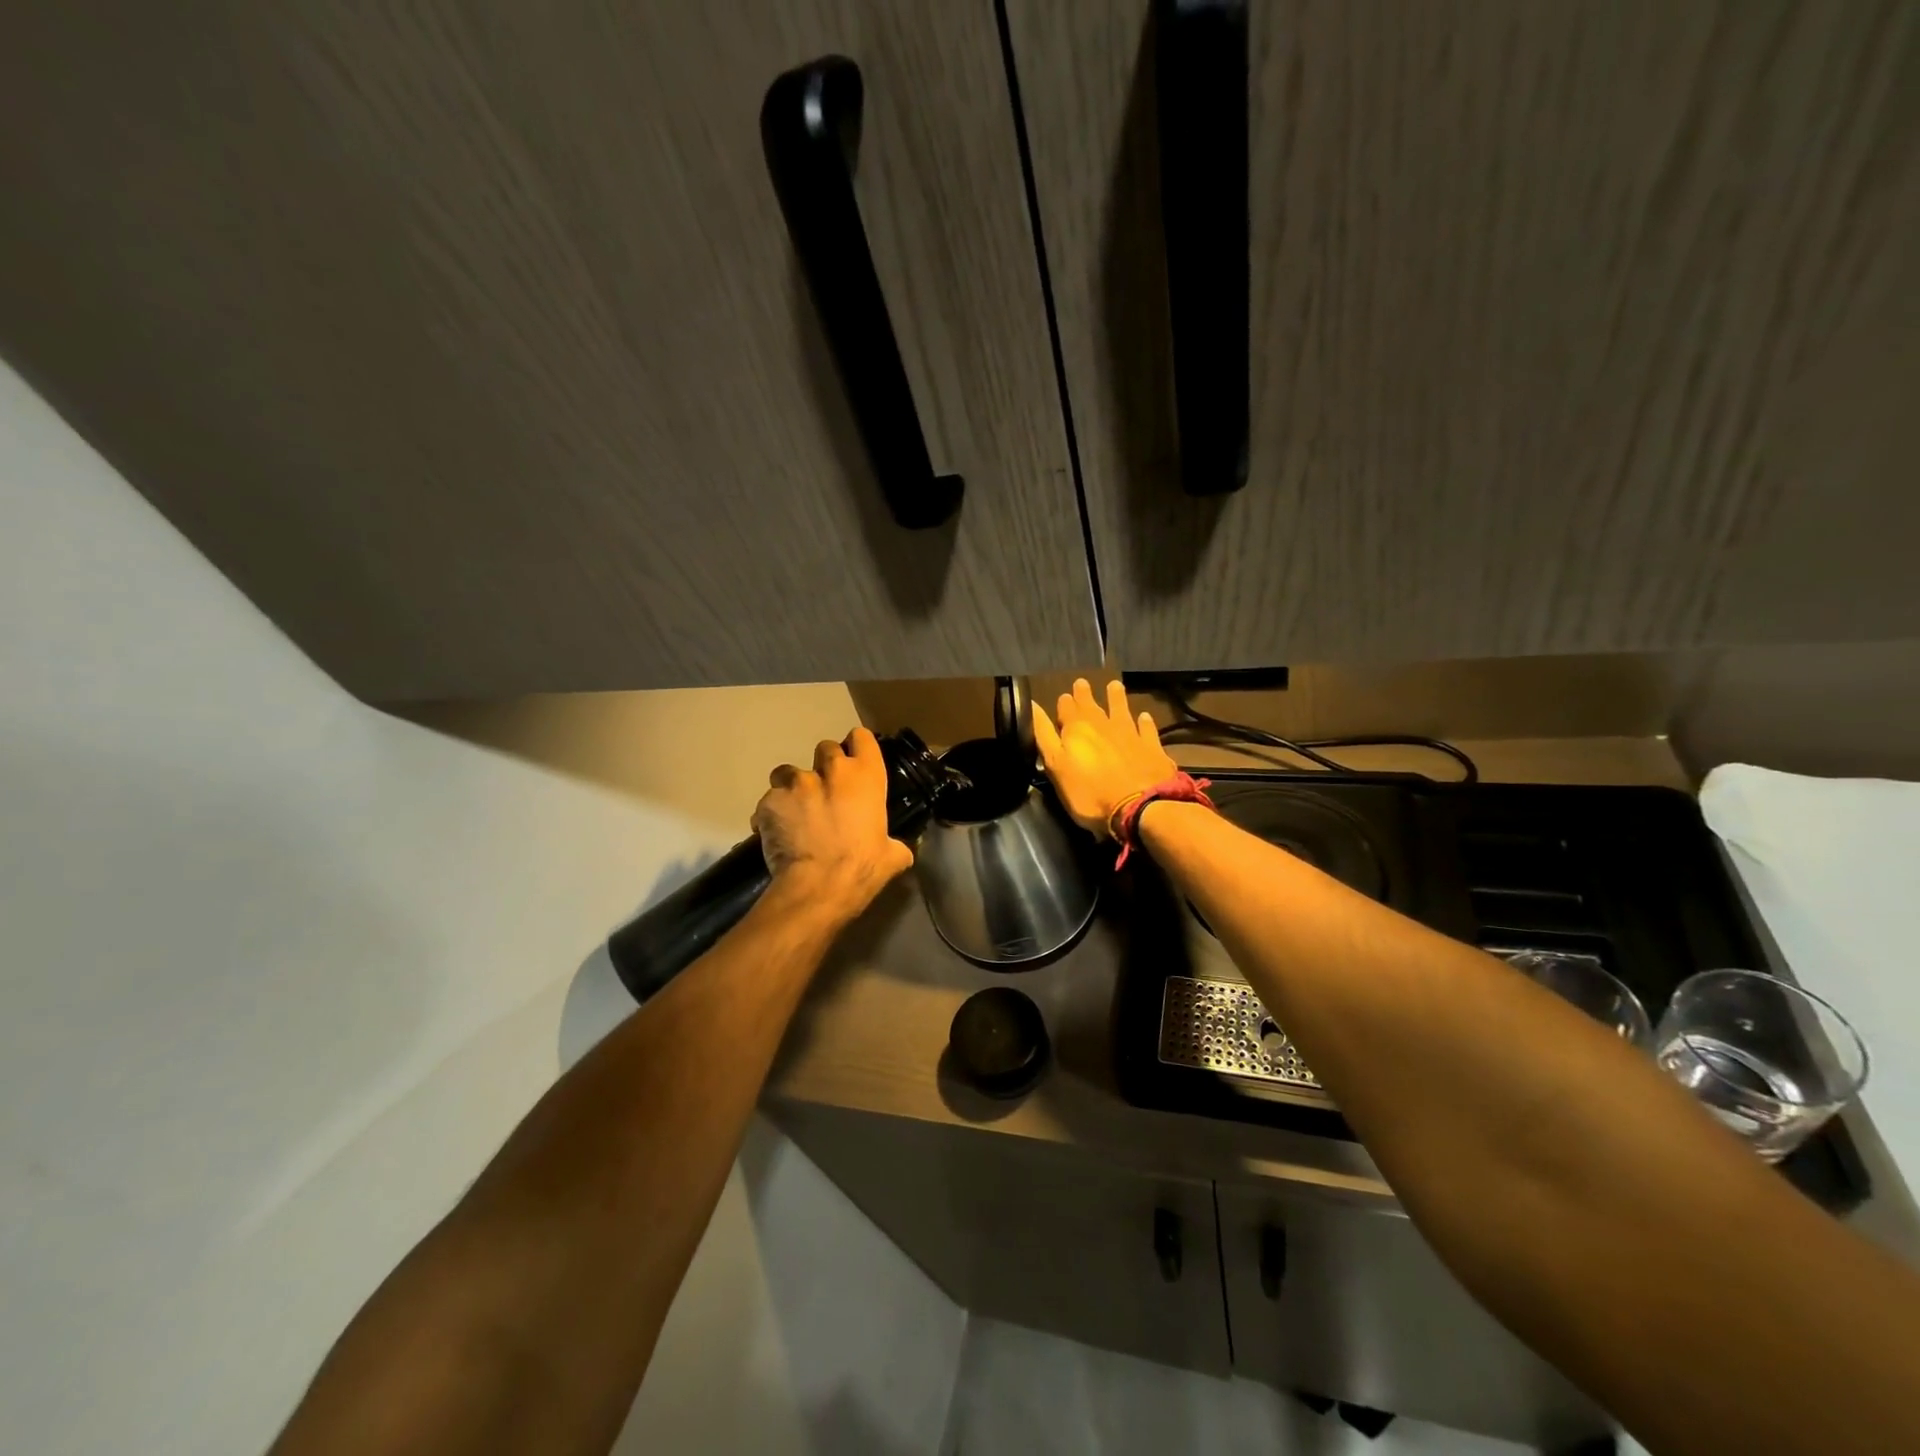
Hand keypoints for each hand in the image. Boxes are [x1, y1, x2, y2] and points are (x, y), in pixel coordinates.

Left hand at [753, 727, 913, 918]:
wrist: (819, 886)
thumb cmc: (863, 868)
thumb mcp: (892, 856)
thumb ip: (895, 844)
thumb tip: (900, 850)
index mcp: (867, 776)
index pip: (862, 737)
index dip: (857, 747)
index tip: (855, 762)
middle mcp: (832, 769)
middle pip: (825, 749)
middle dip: (824, 767)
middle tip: (825, 793)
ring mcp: (797, 783)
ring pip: (789, 771)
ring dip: (792, 787)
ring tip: (794, 812)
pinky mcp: (770, 800)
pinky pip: (769, 801)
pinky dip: (771, 814)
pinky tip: (775, 834)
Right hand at [1032, 678, 1176, 837]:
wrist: (1140, 807)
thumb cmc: (1089, 793)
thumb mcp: (1055, 766)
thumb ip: (1044, 735)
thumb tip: (1033, 705)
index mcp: (1077, 728)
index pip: (1066, 708)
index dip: (1064, 702)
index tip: (1063, 696)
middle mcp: (1103, 724)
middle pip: (1092, 705)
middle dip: (1085, 694)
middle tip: (1082, 683)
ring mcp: (1130, 734)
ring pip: (1121, 709)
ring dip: (1116, 698)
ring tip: (1114, 685)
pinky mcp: (1152, 747)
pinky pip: (1147, 729)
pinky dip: (1144, 722)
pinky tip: (1144, 716)